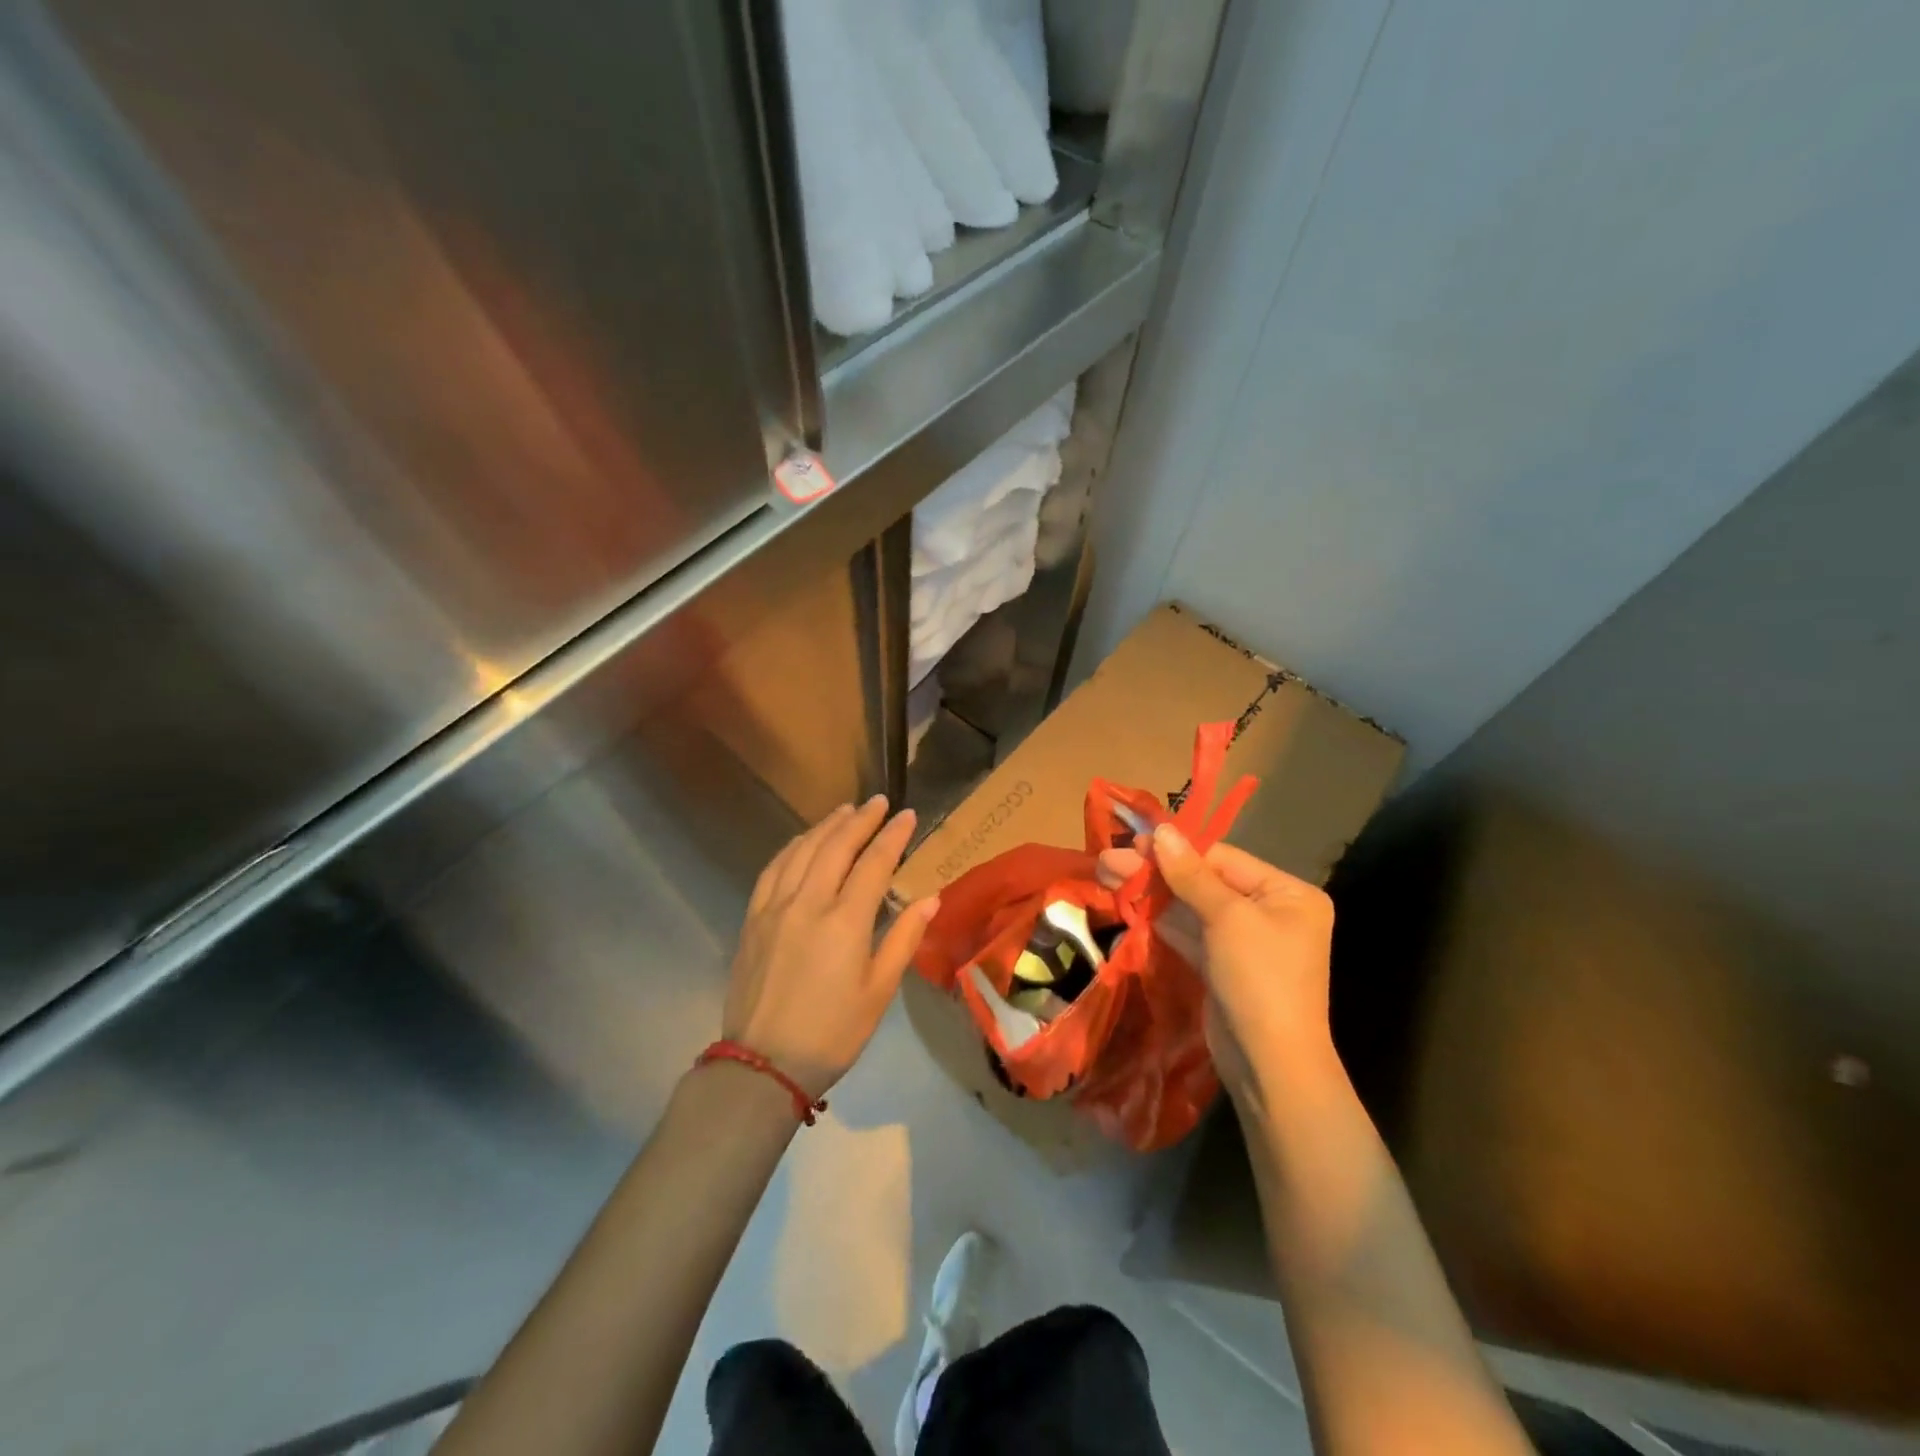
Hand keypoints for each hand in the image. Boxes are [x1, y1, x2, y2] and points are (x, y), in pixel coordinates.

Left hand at [724, 797, 939, 1098]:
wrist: (764, 1063)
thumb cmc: (832, 1032)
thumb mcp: (879, 991)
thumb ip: (903, 939)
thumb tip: (930, 898)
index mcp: (845, 922)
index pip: (874, 863)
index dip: (893, 836)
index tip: (908, 815)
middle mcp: (808, 903)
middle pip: (836, 846)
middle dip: (861, 820)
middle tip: (879, 802)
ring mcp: (775, 908)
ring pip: (802, 850)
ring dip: (826, 826)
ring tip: (845, 811)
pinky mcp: (754, 918)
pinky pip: (773, 869)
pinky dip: (792, 847)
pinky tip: (802, 840)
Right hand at [1097, 827, 1333, 1098]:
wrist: (1269, 1064)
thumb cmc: (1259, 978)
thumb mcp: (1227, 918)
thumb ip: (1191, 874)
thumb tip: (1161, 830)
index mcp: (1287, 894)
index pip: (1223, 858)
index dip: (1177, 849)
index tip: (1134, 840)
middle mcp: (1269, 912)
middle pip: (1203, 881)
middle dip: (1157, 871)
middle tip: (1109, 858)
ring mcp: (1243, 940)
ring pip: (1190, 907)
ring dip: (1151, 892)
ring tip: (1108, 873)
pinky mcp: (1221, 965)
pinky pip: (1188, 932)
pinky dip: (1159, 918)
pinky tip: (1127, 902)